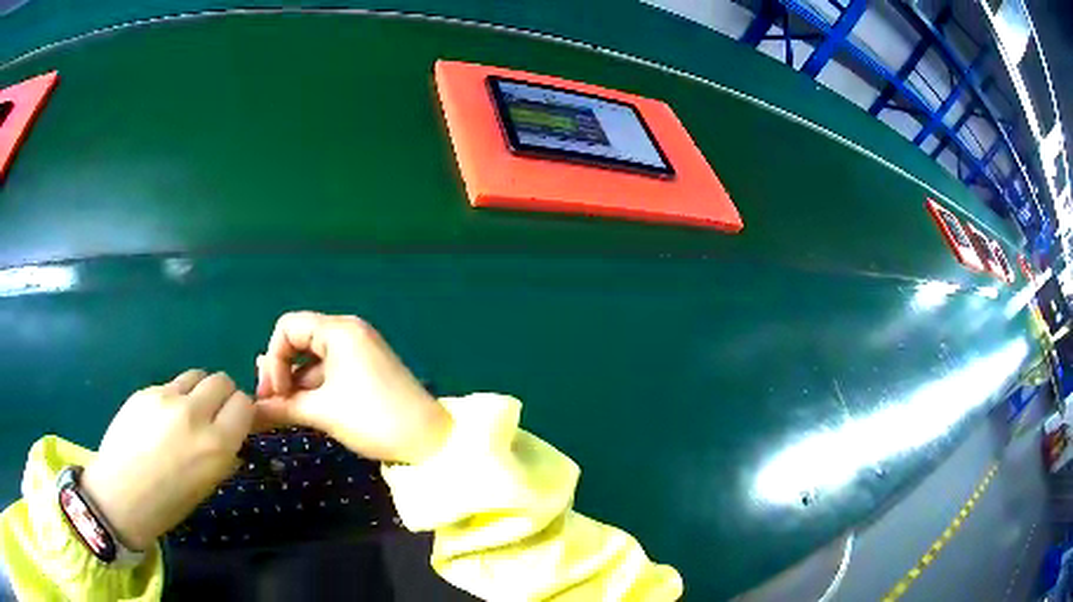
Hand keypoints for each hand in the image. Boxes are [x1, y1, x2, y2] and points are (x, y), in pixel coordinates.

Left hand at [81, 371, 254, 550]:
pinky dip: (174, 398)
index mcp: (215, 445)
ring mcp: (166, 397)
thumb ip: (224, 456)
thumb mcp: (206, 486)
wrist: (121, 495)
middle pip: (221, 380)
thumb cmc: (168, 503)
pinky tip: (159, 421)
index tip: (235, 425)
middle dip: (223, 396)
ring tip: (185, 415)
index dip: (242, 412)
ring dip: (199, 391)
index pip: (243, 404)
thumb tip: (233, 439)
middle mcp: (193, 413)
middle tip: (212, 416)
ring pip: (196, 375)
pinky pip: (170, 385)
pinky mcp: (145, 391)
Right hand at [255, 312, 452, 463]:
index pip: (288, 328)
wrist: (428, 440)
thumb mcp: (323, 412)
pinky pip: (329, 372)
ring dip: (295, 383)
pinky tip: (303, 409)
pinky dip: (314, 388)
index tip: (273, 393)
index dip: (273, 358)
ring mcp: (359, 351)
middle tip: (273, 403)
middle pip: (299, 341)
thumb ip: (283, 405)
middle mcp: (348, 333)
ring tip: (284, 410)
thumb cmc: (373, 419)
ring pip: (312, 360)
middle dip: (281, 371)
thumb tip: (250, 408)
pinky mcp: (365, 370)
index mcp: (339, 330)